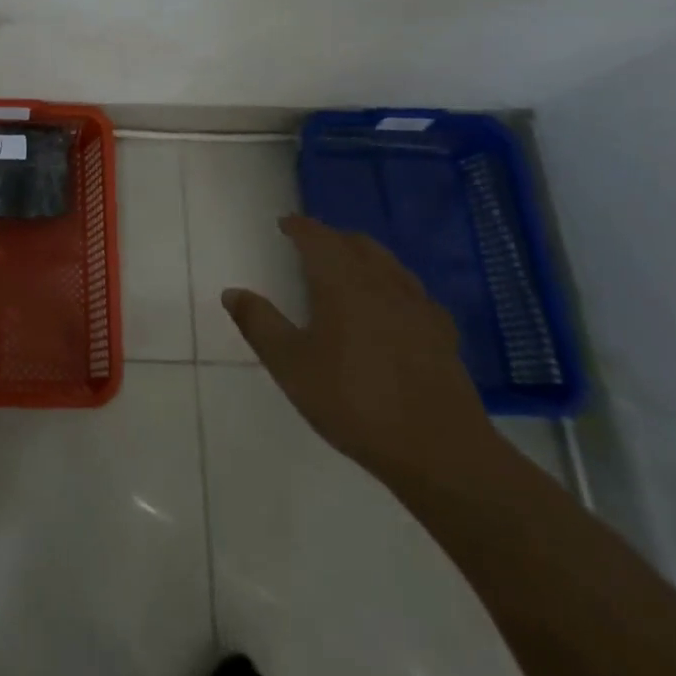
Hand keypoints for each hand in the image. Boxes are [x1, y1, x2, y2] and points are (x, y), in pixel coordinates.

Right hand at [222, 216, 498, 486]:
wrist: (440, 450)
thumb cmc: (354, 401)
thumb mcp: (291, 366)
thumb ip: (260, 324)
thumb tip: (233, 292)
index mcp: (342, 281)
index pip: (317, 237)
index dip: (299, 227)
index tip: (285, 224)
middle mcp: (381, 281)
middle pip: (356, 243)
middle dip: (331, 238)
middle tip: (311, 247)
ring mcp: (417, 305)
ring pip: (388, 263)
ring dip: (363, 257)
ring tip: (348, 271)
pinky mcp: (442, 333)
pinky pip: (412, 292)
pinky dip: (393, 286)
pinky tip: (392, 309)